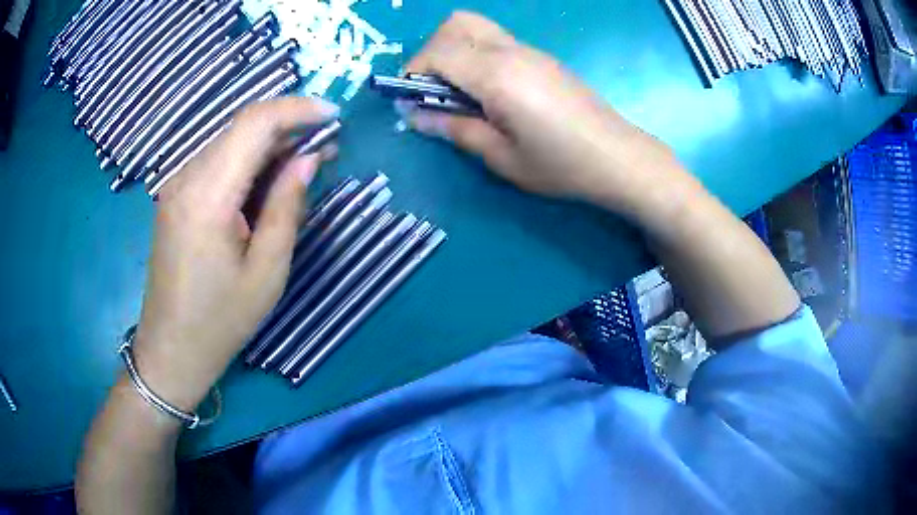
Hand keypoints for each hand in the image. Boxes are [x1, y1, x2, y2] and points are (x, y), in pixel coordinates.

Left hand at [131, 97, 338, 410]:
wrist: (172, 349)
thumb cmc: (220, 320)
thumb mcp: (266, 271)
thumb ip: (286, 206)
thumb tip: (309, 159)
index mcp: (207, 195)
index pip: (253, 123)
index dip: (297, 109)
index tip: (334, 114)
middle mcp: (186, 178)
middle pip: (241, 128)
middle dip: (288, 127)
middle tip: (328, 145)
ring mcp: (177, 186)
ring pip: (230, 143)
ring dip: (270, 146)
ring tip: (307, 164)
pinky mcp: (177, 198)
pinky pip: (218, 164)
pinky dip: (249, 163)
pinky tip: (270, 182)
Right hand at [402, 12, 686, 216]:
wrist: (618, 157)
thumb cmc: (560, 164)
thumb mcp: (502, 157)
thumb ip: (455, 130)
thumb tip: (415, 116)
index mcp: (497, 74)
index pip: (438, 52)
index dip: (414, 72)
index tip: (411, 101)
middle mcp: (511, 51)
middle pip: (456, 23)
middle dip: (432, 50)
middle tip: (434, 89)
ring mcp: (530, 50)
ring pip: (477, 27)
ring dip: (455, 50)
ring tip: (459, 91)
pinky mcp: (542, 57)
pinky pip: (497, 40)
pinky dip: (477, 54)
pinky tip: (489, 90)